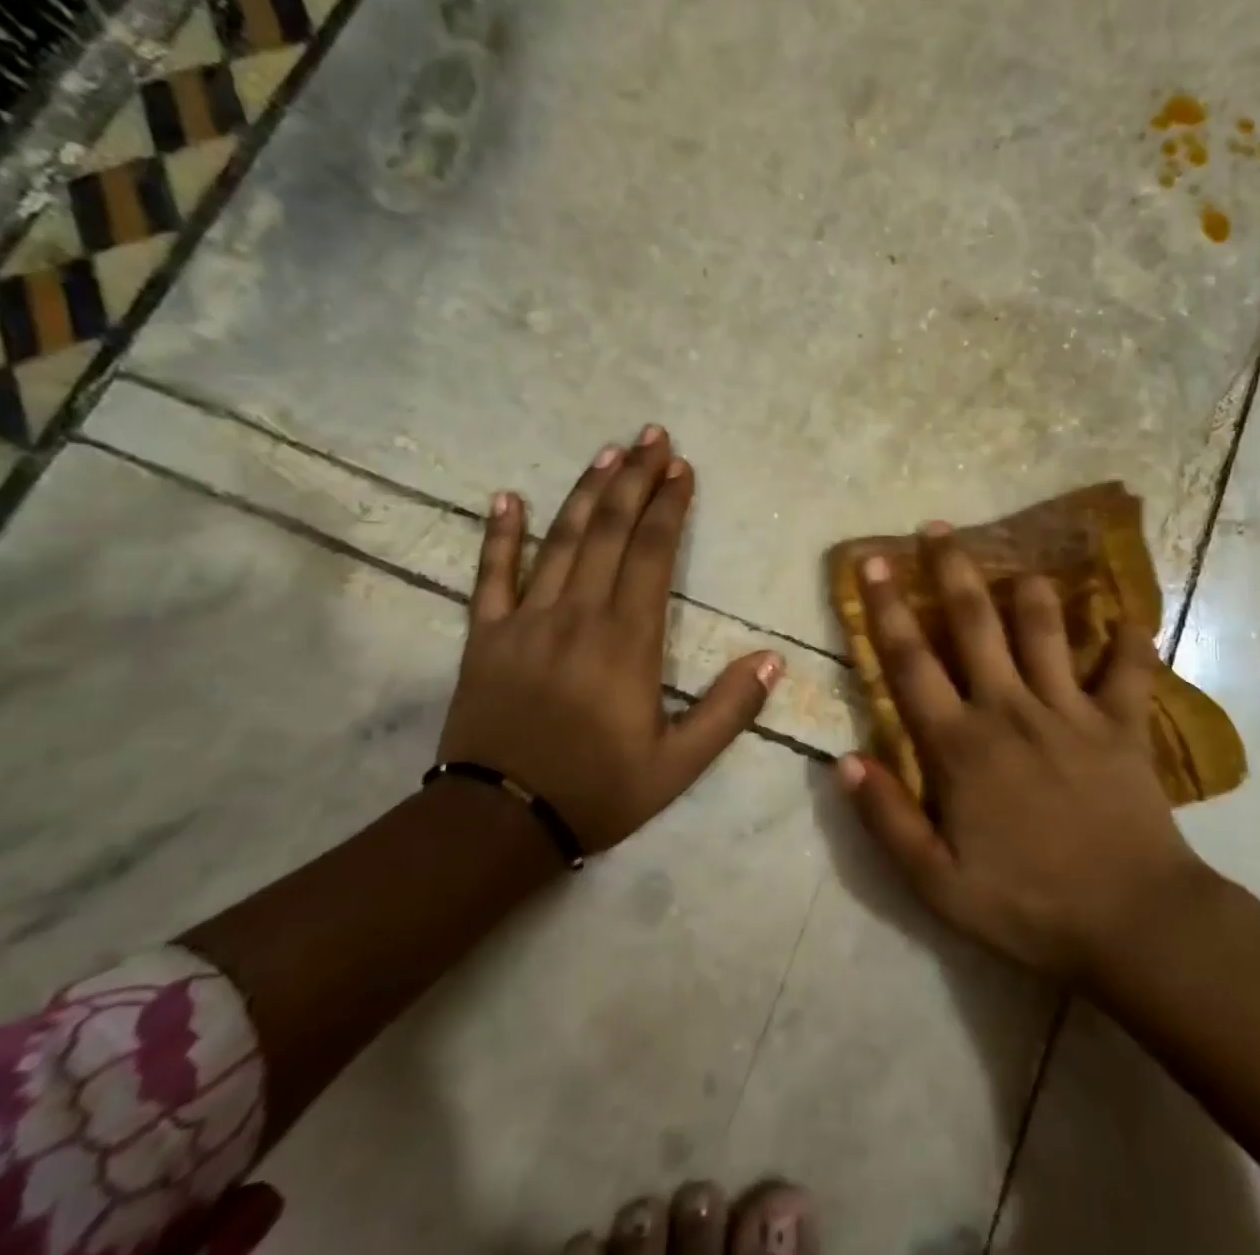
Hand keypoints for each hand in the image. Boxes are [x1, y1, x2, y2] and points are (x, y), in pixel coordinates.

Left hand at [438, 425, 782, 852]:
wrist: (498, 823)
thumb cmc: (597, 790)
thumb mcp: (679, 765)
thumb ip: (728, 710)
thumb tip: (773, 660)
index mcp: (627, 639)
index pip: (652, 553)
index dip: (668, 506)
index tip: (682, 468)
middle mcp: (577, 613)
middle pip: (609, 531)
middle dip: (634, 479)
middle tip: (651, 436)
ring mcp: (526, 620)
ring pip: (560, 540)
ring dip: (585, 491)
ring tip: (607, 451)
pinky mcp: (486, 636)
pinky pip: (490, 575)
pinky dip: (498, 534)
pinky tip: (506, 497)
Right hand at [838, 525, 1203, 981]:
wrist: (1132, 925)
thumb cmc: (1028, 905)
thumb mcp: (937, 883)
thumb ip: (887, 819)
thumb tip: (844, 760)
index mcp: (961, 745)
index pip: (911, 663)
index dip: (886, 609)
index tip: (873, 563)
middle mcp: (1011, 709)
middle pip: (975, 624)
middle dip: (952, 570)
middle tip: (938, 528)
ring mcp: (1071, 711)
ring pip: (1046, 629)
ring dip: (1031, 591)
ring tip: (1021, 564)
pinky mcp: (1122, 724)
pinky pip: (1129, 669)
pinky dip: (1130, 640)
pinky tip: (1129, 617)